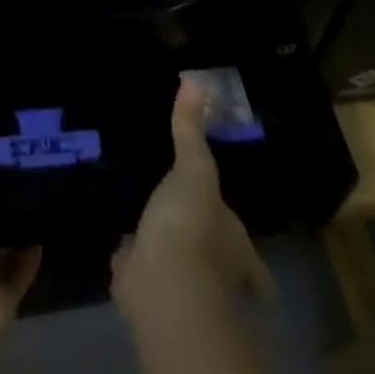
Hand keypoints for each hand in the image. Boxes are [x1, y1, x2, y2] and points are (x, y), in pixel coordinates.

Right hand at [112, 75, 273, 313]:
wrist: (161, 284)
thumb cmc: (190, 226)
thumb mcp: (194, 170)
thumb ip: (191, 131)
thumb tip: (194, 81)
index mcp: (233, 247)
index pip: (251, 263)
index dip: (253, 268)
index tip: (254, 273)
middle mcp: (213, 274)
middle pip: (213, 266)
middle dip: (201, 251)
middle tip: (188, 229)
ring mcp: (177, 287)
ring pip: (174, 267)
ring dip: (165, 254)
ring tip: (152, 230)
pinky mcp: (142, 292)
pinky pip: (138, 271)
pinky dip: (132, 262)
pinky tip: (120, 245)